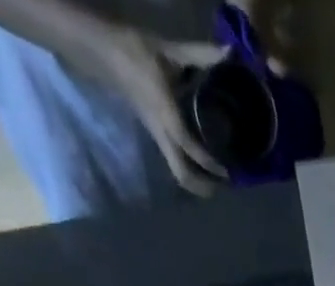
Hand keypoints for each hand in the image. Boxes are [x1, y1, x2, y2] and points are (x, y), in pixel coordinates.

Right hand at [89, 25, 232, 195]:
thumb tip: (229, 53)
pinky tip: (207, 166)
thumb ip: (200, 55)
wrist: (105, 52)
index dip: (207, 161)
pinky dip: (192, 171)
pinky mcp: (157, 136)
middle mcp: (161, 131)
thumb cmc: (135, 50)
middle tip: (226, 184)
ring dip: (199, 183)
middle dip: (204, 186)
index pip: (187, 144)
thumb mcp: (168, 50)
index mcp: (164, 111)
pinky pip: (176, 163)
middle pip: (182, 173)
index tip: (227, 170)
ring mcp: (158, 137)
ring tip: (220, 180)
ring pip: (178, 172)